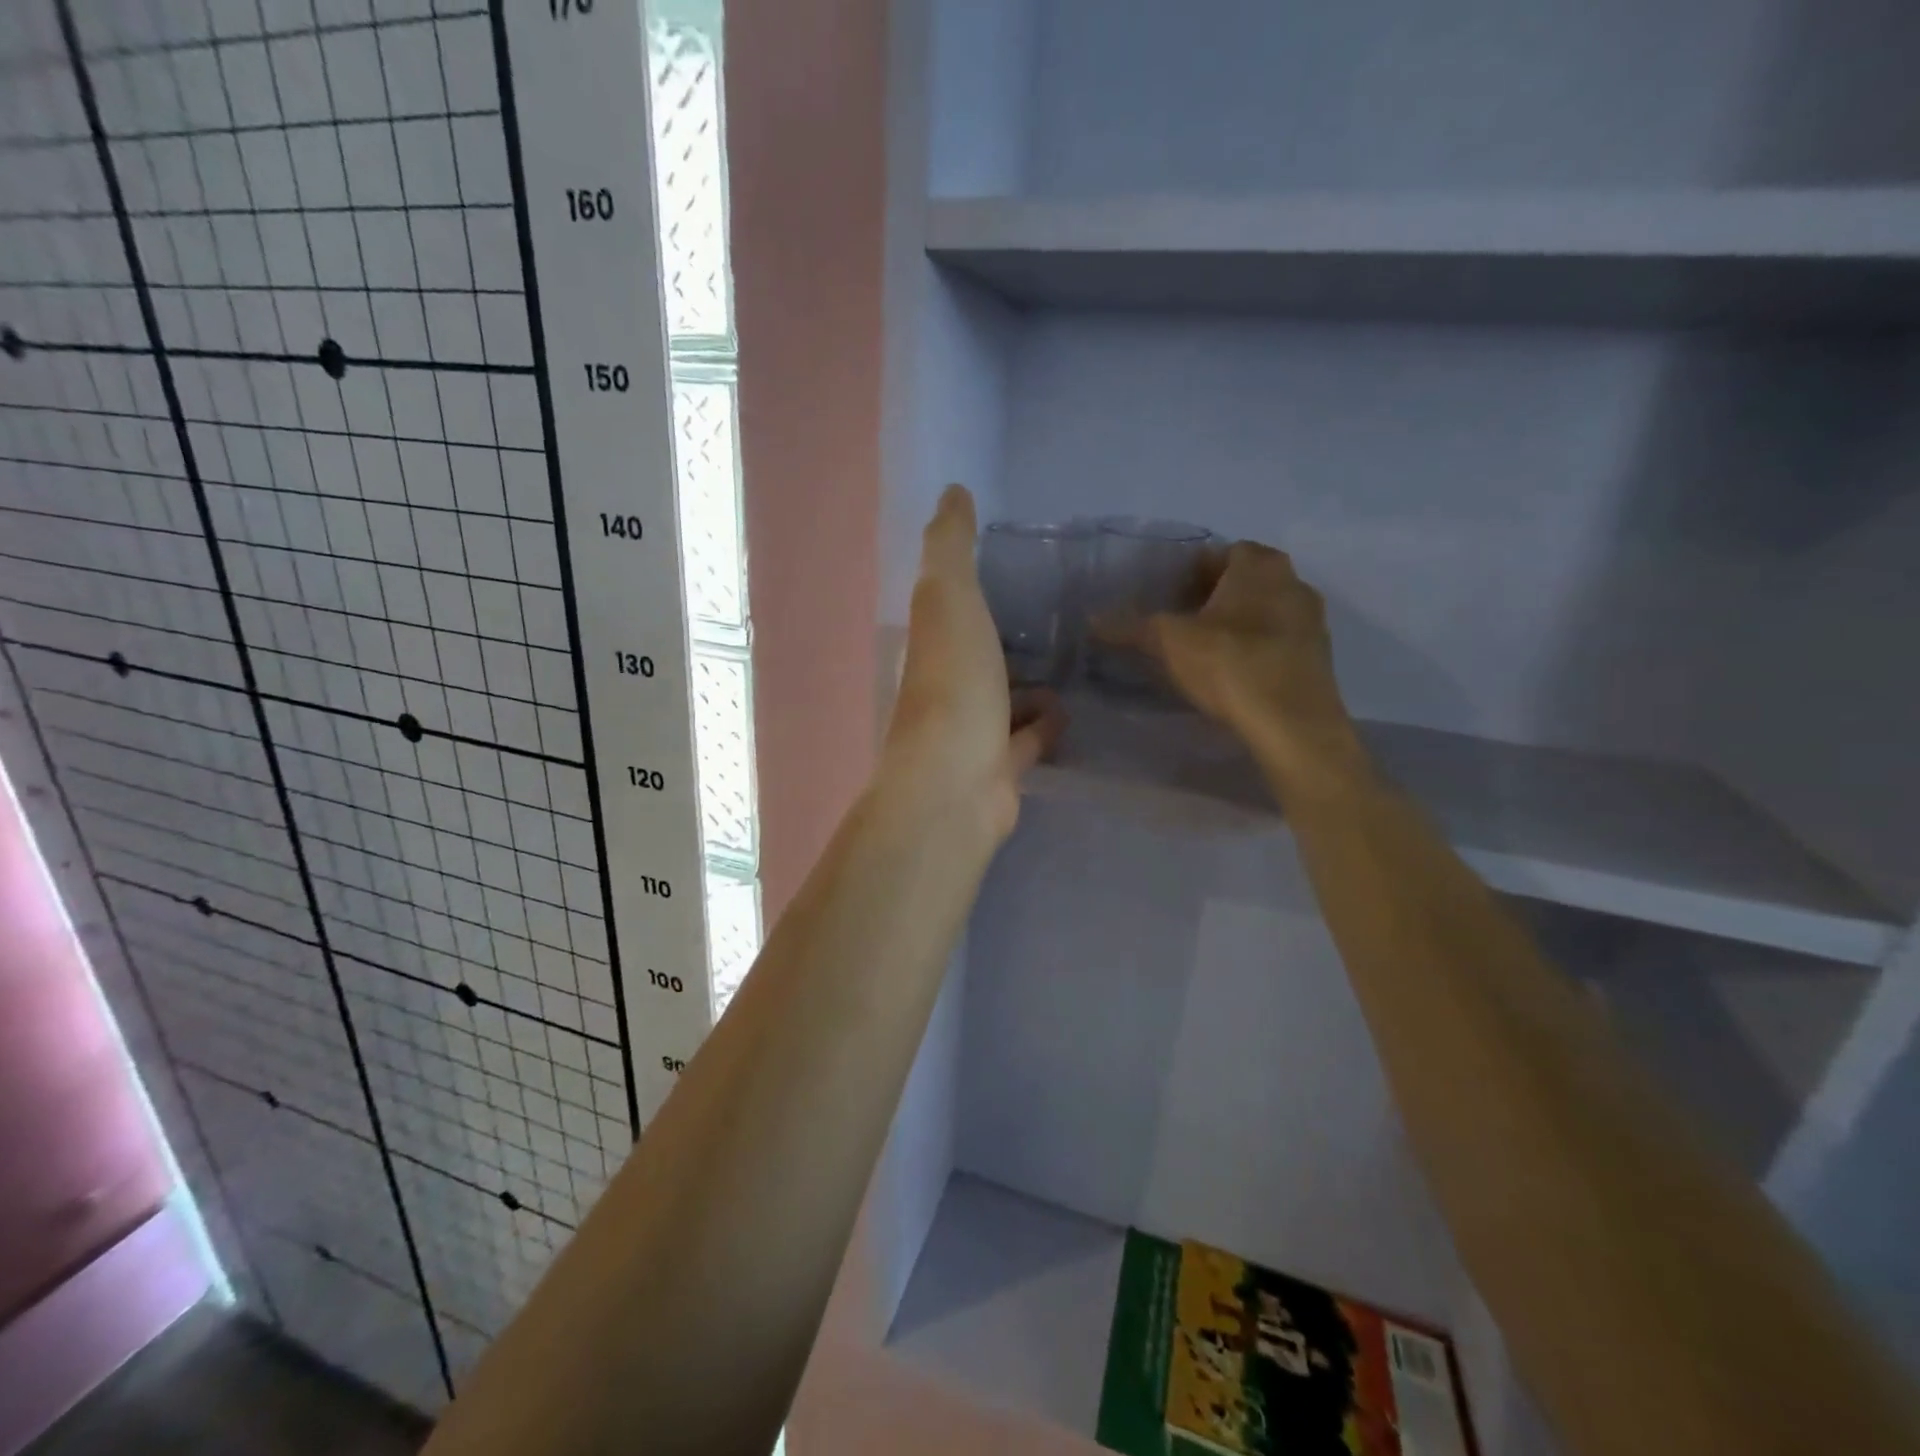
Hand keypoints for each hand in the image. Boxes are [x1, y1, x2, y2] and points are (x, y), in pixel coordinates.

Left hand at [879, 487, 1064, 838]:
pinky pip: (1027, 741)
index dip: (967, 583)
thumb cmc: (952, 685)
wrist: (955, 786)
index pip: (945, 605)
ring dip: (1027, 684)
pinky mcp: (1000, 770)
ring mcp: (971, 732)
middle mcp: (944, 687)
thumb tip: (953, 493)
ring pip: (1002, 701)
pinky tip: (1071, 710)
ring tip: (1071, 659)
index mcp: (929, 644)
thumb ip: (950, 547)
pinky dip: (1045, 726)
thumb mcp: (948, 599)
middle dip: (1001, 636)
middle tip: (1051, 611)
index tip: (1005, 561)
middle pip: (975, 654)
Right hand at [1139, 542, 1369, 802]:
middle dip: (1214, 596)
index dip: (1193, 571)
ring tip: (1203, 649)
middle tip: (1181, 621)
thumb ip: (1130, 627)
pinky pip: (1278, 641)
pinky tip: (1233, 674)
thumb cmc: (1231, 665)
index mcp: (1260, 566)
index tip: (1169, 594)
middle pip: (1246, 581)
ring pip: (1264, 611)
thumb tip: (1092, 620)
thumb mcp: (1169, 643)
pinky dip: (1255, 649)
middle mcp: (1294, 583)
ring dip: (1237, 623)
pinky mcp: (1317, 659)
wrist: (1293, 725)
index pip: (1223, 552)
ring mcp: (1311, 622)